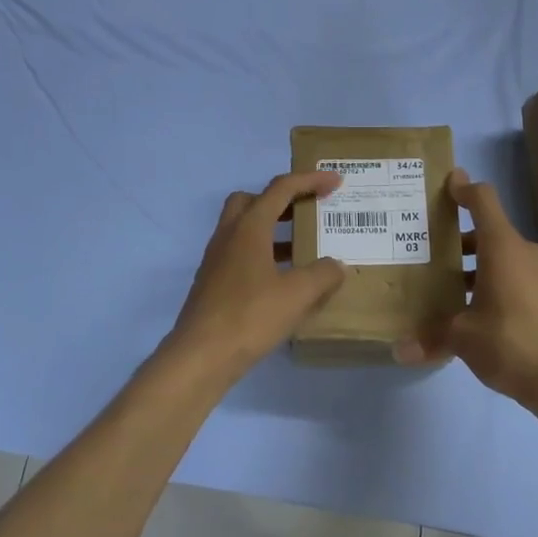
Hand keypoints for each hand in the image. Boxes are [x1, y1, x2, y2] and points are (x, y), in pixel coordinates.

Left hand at [165, 170, 346, 378]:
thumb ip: (322, 274)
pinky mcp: (213, 282)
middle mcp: (229, 236)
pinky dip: (263, 255)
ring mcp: (217, 259)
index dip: (310, 181)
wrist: (201, 355)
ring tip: (303, 248)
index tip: (335, 182)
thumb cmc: (250, 316)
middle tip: (306, 211)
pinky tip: (283, 281)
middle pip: (252, 200)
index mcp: (249, 228)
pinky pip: (241, 254)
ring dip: (272, 230)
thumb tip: (336, 265)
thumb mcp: (297, 295)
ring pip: (244, 229)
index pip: (281, 189)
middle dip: (281, 199)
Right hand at [398, 169, 537, 406]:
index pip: (483, 200)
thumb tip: (399, 350)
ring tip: (444, 284)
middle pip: (488, 231)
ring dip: (474, 264)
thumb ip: (430, 338)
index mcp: (503, 248)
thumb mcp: (463, 338)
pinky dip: (491, 282)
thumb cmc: (512, 344)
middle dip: (457, 239)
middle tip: (426, 249)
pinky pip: (514, 277)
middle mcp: (524, 253)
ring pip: (501, 256)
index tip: (445, 185)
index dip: (463, 189)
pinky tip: (473, 310)